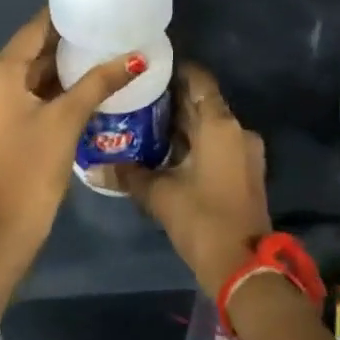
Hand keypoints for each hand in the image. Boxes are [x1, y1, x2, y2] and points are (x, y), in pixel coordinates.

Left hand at [0, 10, 141, 301]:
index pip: (33, 30)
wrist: (6, 227)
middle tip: (102, 31)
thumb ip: (100, 81)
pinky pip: (19, 93)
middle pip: (28, 51)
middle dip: (63, 43)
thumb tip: (137, 56)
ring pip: (25, 73)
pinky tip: (75, 86)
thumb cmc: (35, 166)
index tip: (92, 7)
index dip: (63, 17)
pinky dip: (44, 87)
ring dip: (55, 67)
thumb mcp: (69, 118)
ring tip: (95, 54)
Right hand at [115, 63, 271, 295]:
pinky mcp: (245, 173)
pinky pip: (217, 144)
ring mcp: (245, 152)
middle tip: (137, 97)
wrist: (246, 270)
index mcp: (220, 124)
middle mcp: (237, 130)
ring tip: (145, 122)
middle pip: (203, 103)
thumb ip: (129, 175)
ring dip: (183, 124)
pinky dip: (195, 143)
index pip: (199, 79)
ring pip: (209, 126)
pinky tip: (165, 152)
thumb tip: (94, 167)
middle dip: (173, 100)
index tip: (148, 69)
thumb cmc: (203, 220)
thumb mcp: (160, 196)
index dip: (175, 70)